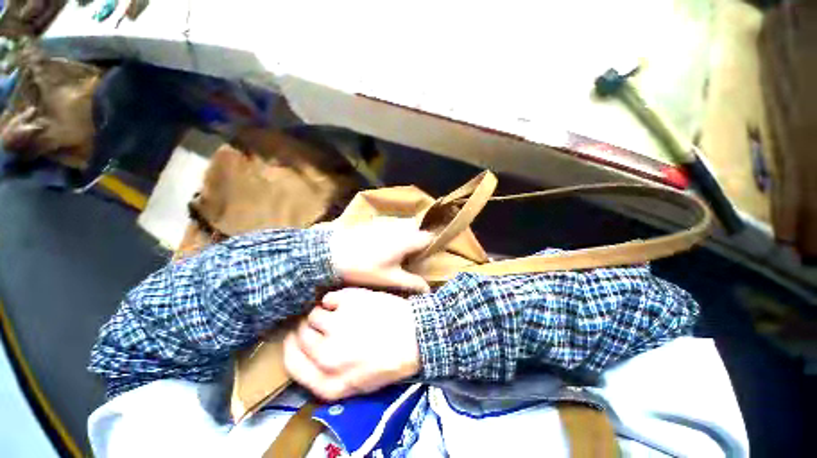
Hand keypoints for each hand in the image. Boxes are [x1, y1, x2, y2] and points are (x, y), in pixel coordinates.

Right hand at [283, 288, 420, 400]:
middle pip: (300, 335)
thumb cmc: (390, 360)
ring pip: (312, 314)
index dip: (291, 348)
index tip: (295, 338)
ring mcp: (337, 325)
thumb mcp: (358, 384)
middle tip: (324, 323)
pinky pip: (328, 298)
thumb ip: (328, 377)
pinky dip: (334, 299)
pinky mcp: (349, 302)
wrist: (415, 335)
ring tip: (340, 312)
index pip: (291, 364)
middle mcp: (327, 355)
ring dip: (323, 312)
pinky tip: (347, 302)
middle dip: (308, 329)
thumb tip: (308, 354)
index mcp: (329, 382)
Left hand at [328, 218, 432, 292]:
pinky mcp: (375, 223)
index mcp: (406, 240)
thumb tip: (428, 289)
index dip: (431, 246)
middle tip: (412, 257)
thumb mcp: (390, 279)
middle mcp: (399, 228)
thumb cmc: (365, 268)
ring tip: (398, 253)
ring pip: (404, 228)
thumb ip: (411, 283)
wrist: (333, 254)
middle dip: (418, 242)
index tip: (427, 257)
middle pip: (417, 231)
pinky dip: (394, 234)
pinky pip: (392, 226)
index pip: (428, 237)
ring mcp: (386, 223)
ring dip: (406, 237)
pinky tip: (383, 247)